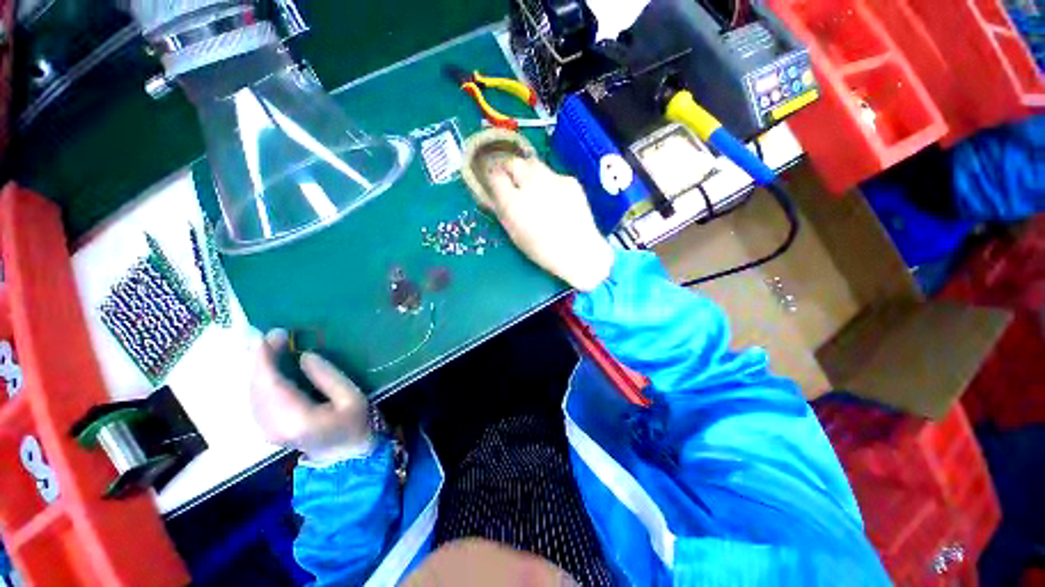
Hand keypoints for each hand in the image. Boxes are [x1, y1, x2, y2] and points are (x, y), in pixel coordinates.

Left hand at [250, 329, 372, 462]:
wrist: (346, 455)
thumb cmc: (355, 423)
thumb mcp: (352, 397)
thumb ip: (328, 376)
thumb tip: (304, 356)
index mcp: (295, 419)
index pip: (270, 384)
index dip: (265, 358)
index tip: (269, 334)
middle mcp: (272, 426)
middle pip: (256, 387)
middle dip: (259, 358)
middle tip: (272, 335)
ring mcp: (266, 429)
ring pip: (251, 392)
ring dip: (257, 367)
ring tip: (268, 345)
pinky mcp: (266, 428)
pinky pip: (255, 398)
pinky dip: (258, 379)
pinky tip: (267, 367)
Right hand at [487, 157, 614, 291]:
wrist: (579, 251)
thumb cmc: (542, 250)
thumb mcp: (515, 234)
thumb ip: (502, 212)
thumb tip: (493, 196)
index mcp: (514, 203)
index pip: (495, 176)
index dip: (493, 176)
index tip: (494, 180)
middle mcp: (532, 185)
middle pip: (514, 162)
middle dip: (509, 167)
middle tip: (511, 178)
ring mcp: (553, 180)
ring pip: (534, 164)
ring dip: (528, 172)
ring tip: (533, 187)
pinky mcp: (570, 180)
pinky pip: (553, 175)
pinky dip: (549, 182)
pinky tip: (555, 198)